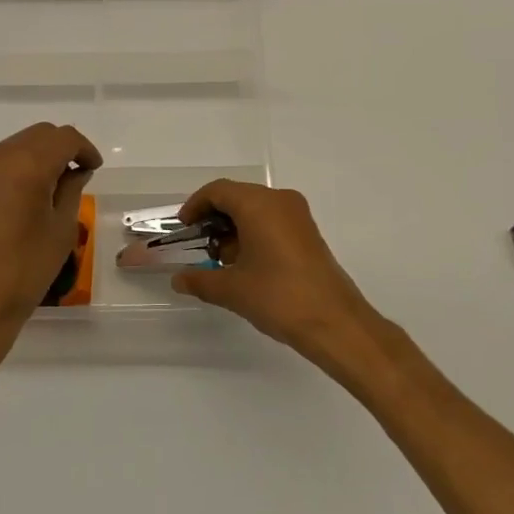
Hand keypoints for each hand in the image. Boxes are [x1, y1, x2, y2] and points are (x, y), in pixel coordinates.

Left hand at [0, 123, 101, 355]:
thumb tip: (75, 171)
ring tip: (54, 185)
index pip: (64, 138)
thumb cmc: (24, 270)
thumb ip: (71, 190)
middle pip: (39, 135)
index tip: (94, 169)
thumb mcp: (61, 229)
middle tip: (78, 174)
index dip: (85, 149)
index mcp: (27, 164)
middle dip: (63, 148)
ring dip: (39, 155)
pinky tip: (28, 195)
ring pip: (17, 145)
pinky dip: (19, 166)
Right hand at [170, 181, 380, 366]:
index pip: (218, 191)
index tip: (183, 228)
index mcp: (259, 204)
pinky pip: (272, 221)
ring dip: (234, 228)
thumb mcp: (232, 289)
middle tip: (198, 245)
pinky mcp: (308, 233)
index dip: (195, 206)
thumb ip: (200, 280)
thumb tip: (178, 280)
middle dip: (213, 219)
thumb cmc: (279, 297)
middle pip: (237, 197)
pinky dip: (253, 234)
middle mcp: (280, 200)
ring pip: (256, 209)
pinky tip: (245, 264)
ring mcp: (297, 216)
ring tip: (220, 261)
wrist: (335, 323)